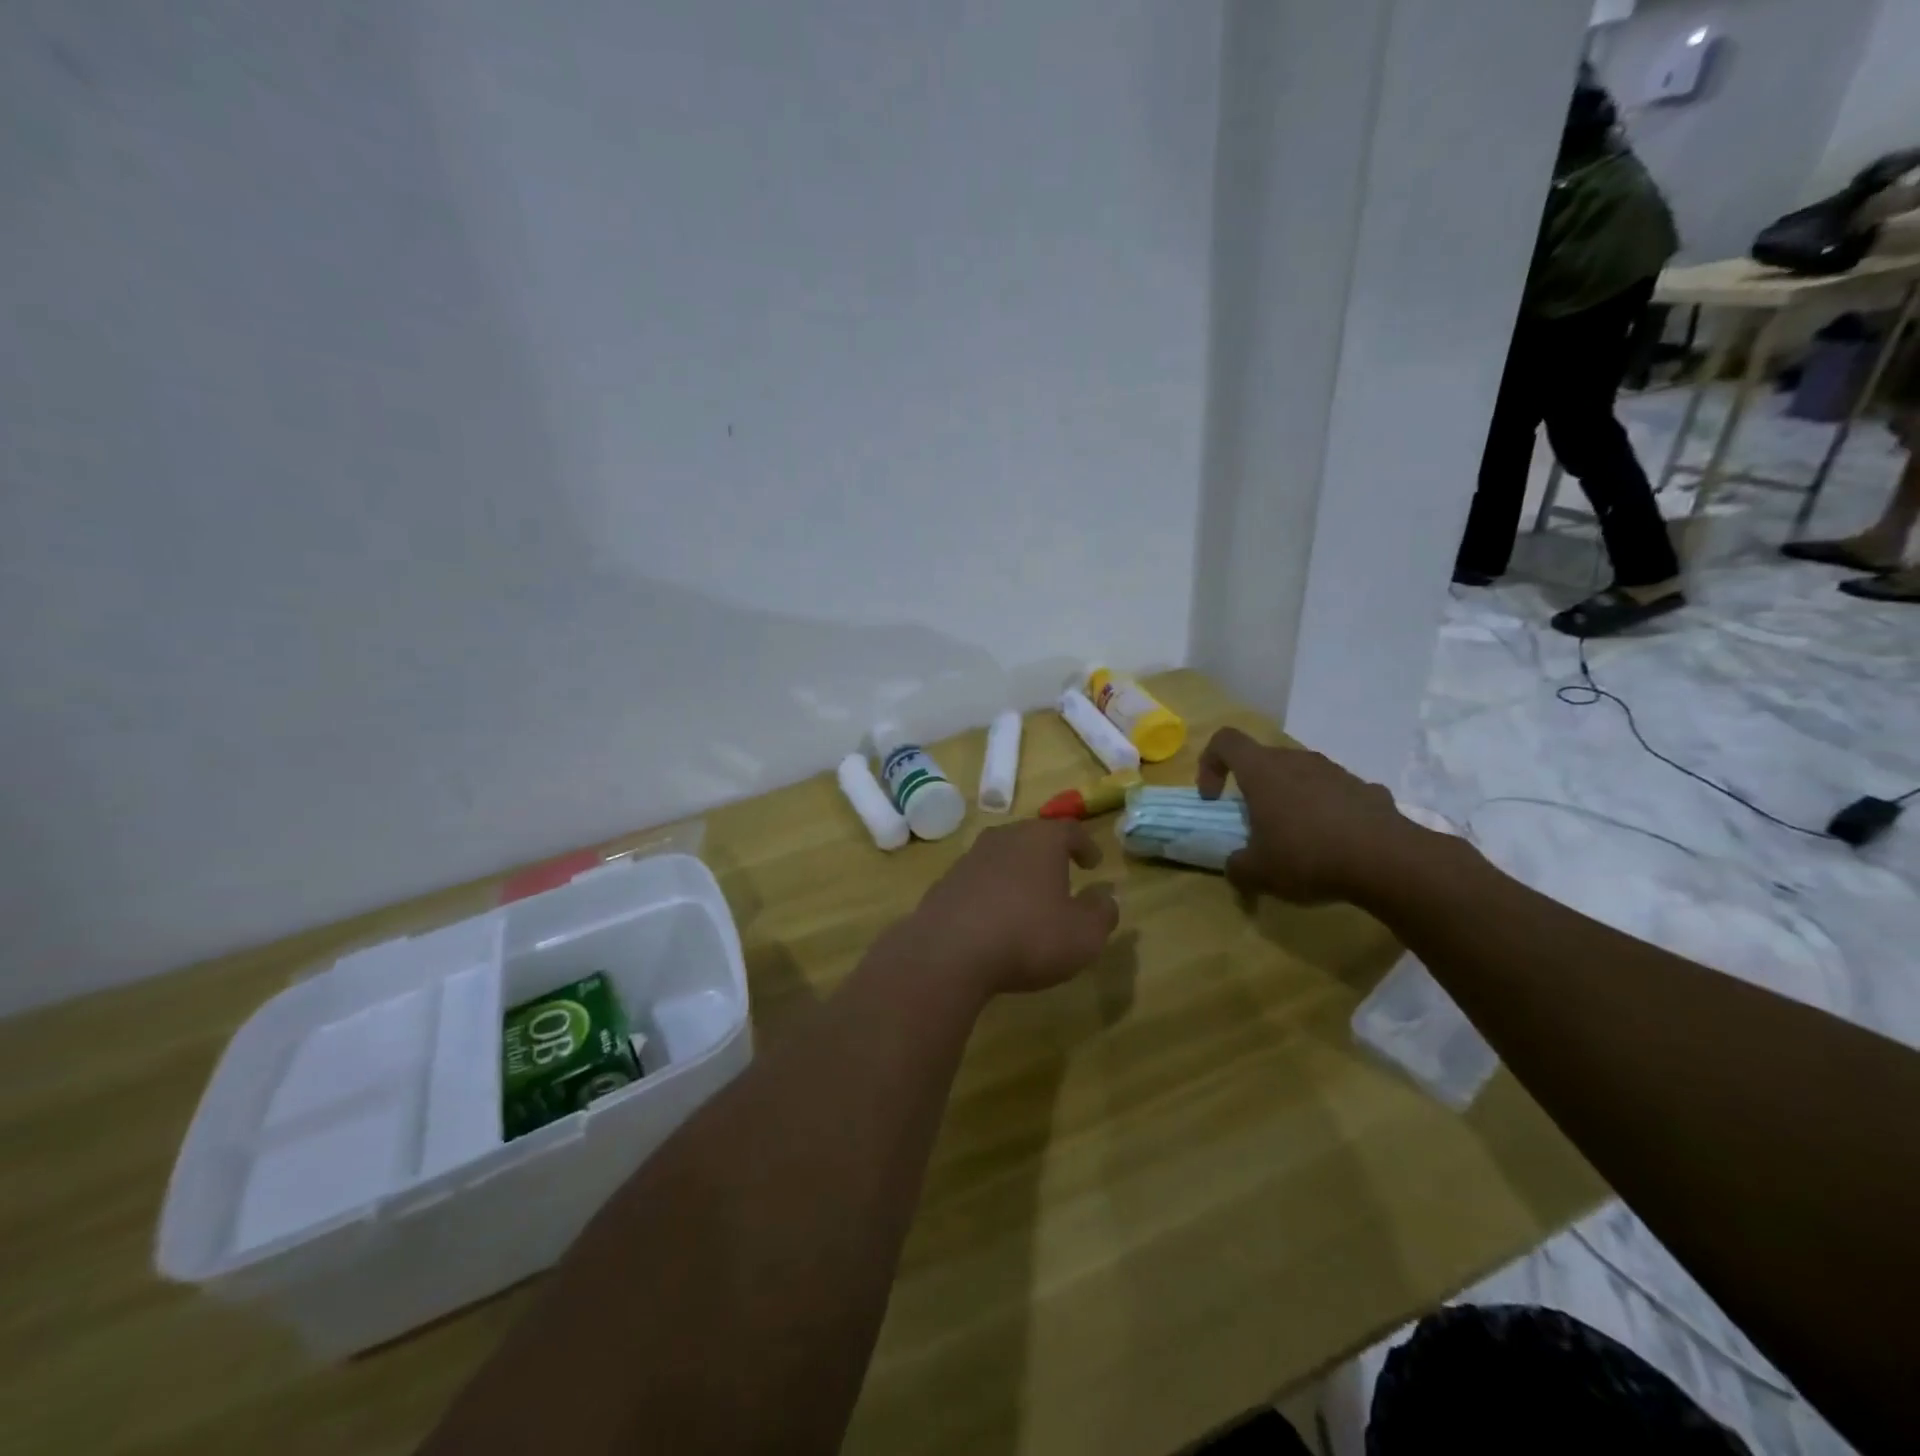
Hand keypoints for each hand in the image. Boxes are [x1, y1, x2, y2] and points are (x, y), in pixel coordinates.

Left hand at [909, 820, 1118, 997]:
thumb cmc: (1028, 936)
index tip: (1093, 863)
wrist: (949, 951)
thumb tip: (1106, 896)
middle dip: (1049, 855)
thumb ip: (1102, 912)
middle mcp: (1004, 838)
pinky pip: (978, 880)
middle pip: (1032, 837)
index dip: (1085, 845)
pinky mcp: (945, 882)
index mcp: (1041, 840)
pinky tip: (994, 918)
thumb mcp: (1084, 934)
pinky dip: (991, 891)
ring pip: (1002, 856)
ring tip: (1028, 898)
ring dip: (1018, 872)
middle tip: (1061, 876)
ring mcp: (970, 858)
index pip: (1069, 830)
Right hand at [1196, 727, 1421, 903]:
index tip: (1213, 798)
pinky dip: (1327, 812)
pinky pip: (1335, 793)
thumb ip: (1237, 866)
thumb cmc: (1308, 856)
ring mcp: (1336, 772)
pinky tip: (1336, 843)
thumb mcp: (1258, 872)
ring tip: (1297, 838)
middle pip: (1264, 760)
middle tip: (1255, 824)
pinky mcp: (1367, 789)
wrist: (1388, 861)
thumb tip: (1235, 866)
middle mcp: (1297, 760)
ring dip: (1291, 799)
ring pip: (1301, 775)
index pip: (1225, 741)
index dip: (1210, 764)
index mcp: (1262, 771)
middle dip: (1253, 788)